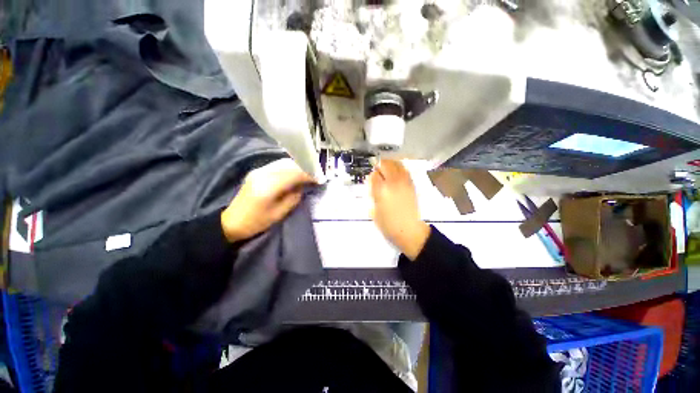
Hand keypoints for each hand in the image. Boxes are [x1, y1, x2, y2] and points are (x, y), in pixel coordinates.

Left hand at [221, 158, 315, 241]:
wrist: (231, 222)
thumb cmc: (256, 222)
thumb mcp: (279, 213)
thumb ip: (294, 197)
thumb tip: (303, 186)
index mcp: (269, 186)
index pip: (294, 174)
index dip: (308, 175)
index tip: (320, 179)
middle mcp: (263, 173)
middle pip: (289, 165)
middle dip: (304, 168)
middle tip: (315, 175)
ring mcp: (258, 170)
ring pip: (283, 163)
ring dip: (297, 167)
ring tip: (307, 174)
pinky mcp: (257, 171)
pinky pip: (277, 165)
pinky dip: (289, 168)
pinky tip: (295, 173)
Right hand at [369, 160, 429, 259]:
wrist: (408, 230)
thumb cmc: (387, 224)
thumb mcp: (373, 210)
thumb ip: (372, 194)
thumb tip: (373, 182)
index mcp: (381, 190)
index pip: (374, 175)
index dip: (371, 176)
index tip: (371, 180)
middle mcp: (393, 182)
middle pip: (385, 164)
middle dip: (379, 166)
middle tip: (378, 172)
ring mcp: (404, 182)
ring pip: (396, 164)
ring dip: (389, 164)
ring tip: (386, 170)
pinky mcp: (411, 184)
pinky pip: (404, 170)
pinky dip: (399, 168)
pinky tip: (396, 174)